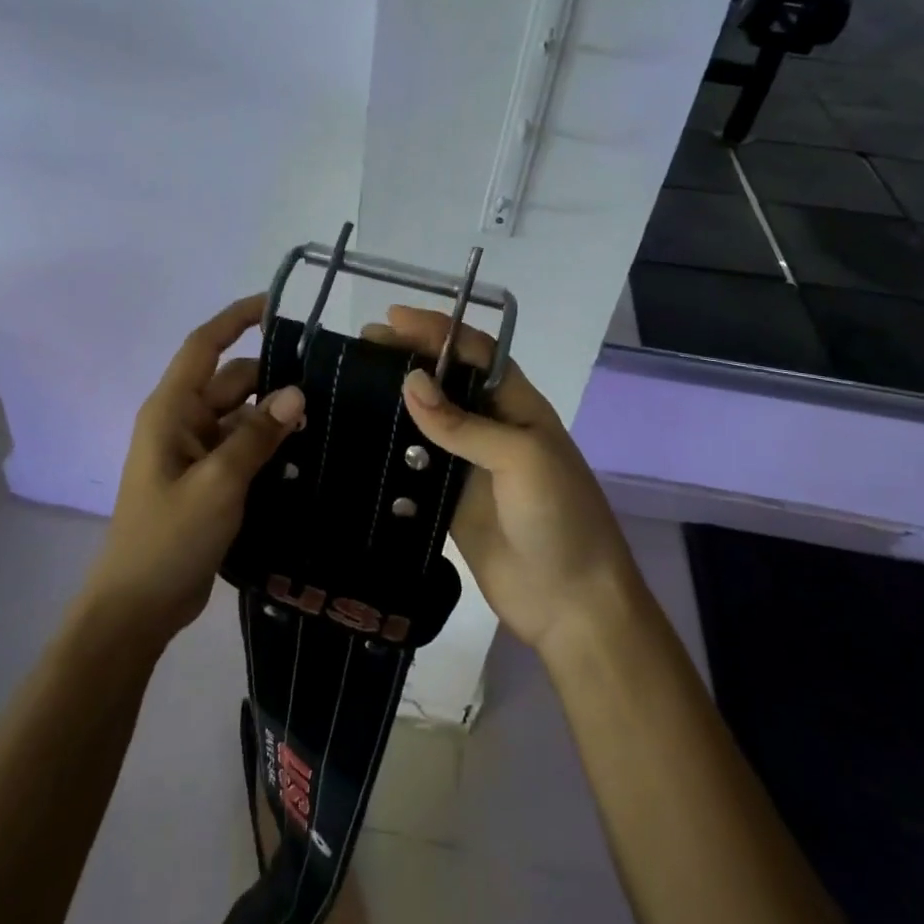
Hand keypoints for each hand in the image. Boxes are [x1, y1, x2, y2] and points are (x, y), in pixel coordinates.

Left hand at [88, 295, 305, 647]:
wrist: (139, 605)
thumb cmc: (169, 537)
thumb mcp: (218, 483)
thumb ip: (258, 435)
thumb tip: (297, 392)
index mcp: (172, 410)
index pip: (205, 346)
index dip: (236, 319)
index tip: (277, 305)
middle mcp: (183, 422)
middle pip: (234, 382)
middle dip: (275, 378)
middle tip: (331, 383)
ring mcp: (196, 453)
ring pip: (243, 417)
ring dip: (276, 416)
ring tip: (330, 420)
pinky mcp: (209, 480)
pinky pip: (244, 448)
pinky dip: (270, 446)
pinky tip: (308, 454)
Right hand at [364, 306, 637, 653]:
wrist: (572, 604)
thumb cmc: (560, 516)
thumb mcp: (521, 458)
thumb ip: (463, 423)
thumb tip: (409, 382)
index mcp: (518, 405)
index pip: (474, 352)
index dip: (437, 331)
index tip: (392, 319)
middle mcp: (492, 426)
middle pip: (445, 381)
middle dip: (408, 357)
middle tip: (361, 347)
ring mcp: (469, 464)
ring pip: (426, 421)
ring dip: (394, 401)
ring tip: (351, 383)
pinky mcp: (449, 500)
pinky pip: (415, 465)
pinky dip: (390, 450)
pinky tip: (359, 437)